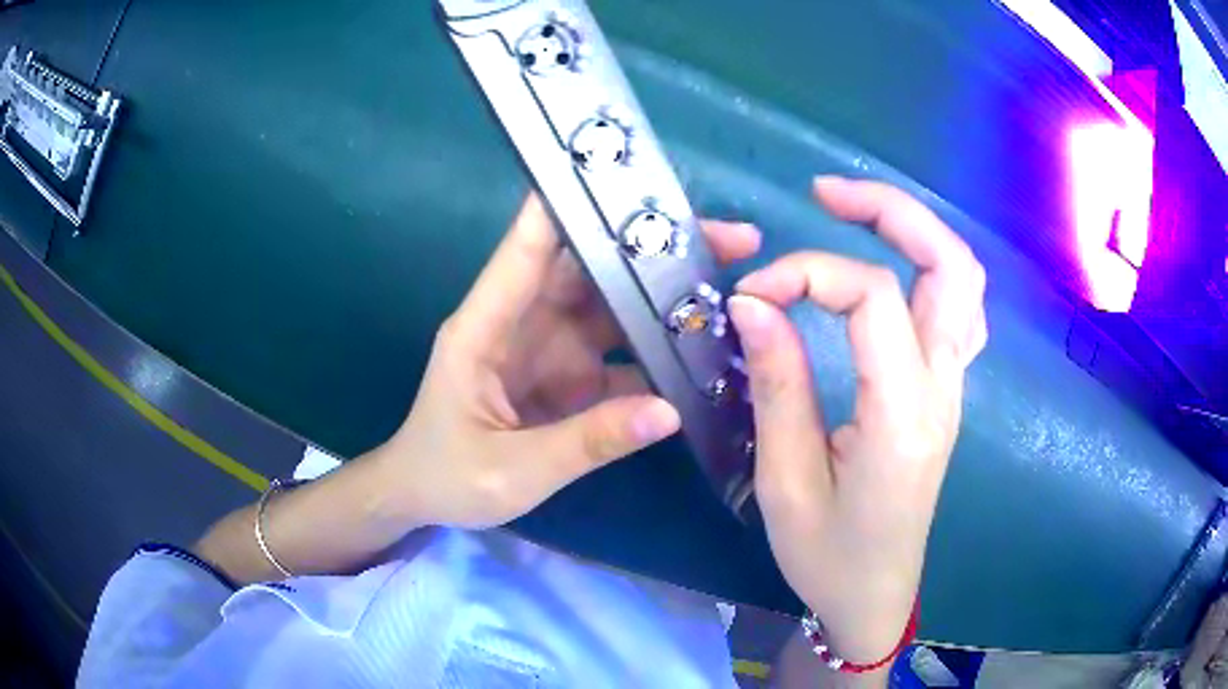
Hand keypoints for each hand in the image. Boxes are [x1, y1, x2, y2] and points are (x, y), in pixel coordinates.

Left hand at [378, 194, 760, 529]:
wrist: (426, 498)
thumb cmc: (448, 477)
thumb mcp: (513, 470)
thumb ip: (588, 443)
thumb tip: (671, 411)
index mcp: (485, 328)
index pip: (525, 250)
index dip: (567, 205)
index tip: (623, 174)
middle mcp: (520, 322)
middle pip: (588, 268)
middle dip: (651, 249)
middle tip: (728, 239)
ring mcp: (548, 348)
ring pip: (612, 304)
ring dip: (664, 294)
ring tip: (730, 285)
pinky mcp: (568, 376)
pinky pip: (620, 352)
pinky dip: (658, 348)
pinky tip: (702, 349)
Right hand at [728, 177, 986, 662]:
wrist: (877, 596)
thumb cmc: (828, 555)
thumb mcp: (787, 482)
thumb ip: (777, 385)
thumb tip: (753, 304)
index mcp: (904, 415)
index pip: (873, 297)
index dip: (807, 275)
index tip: (751, 296)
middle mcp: (943, 389)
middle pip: (949, 264)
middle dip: (890, 210)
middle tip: (824, 193)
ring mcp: (953, 388)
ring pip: (963, 279)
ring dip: (914, 231)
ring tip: (854, 212)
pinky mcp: (945, 393)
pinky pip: (957, 309)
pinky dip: (929, 268)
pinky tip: (892, 266)